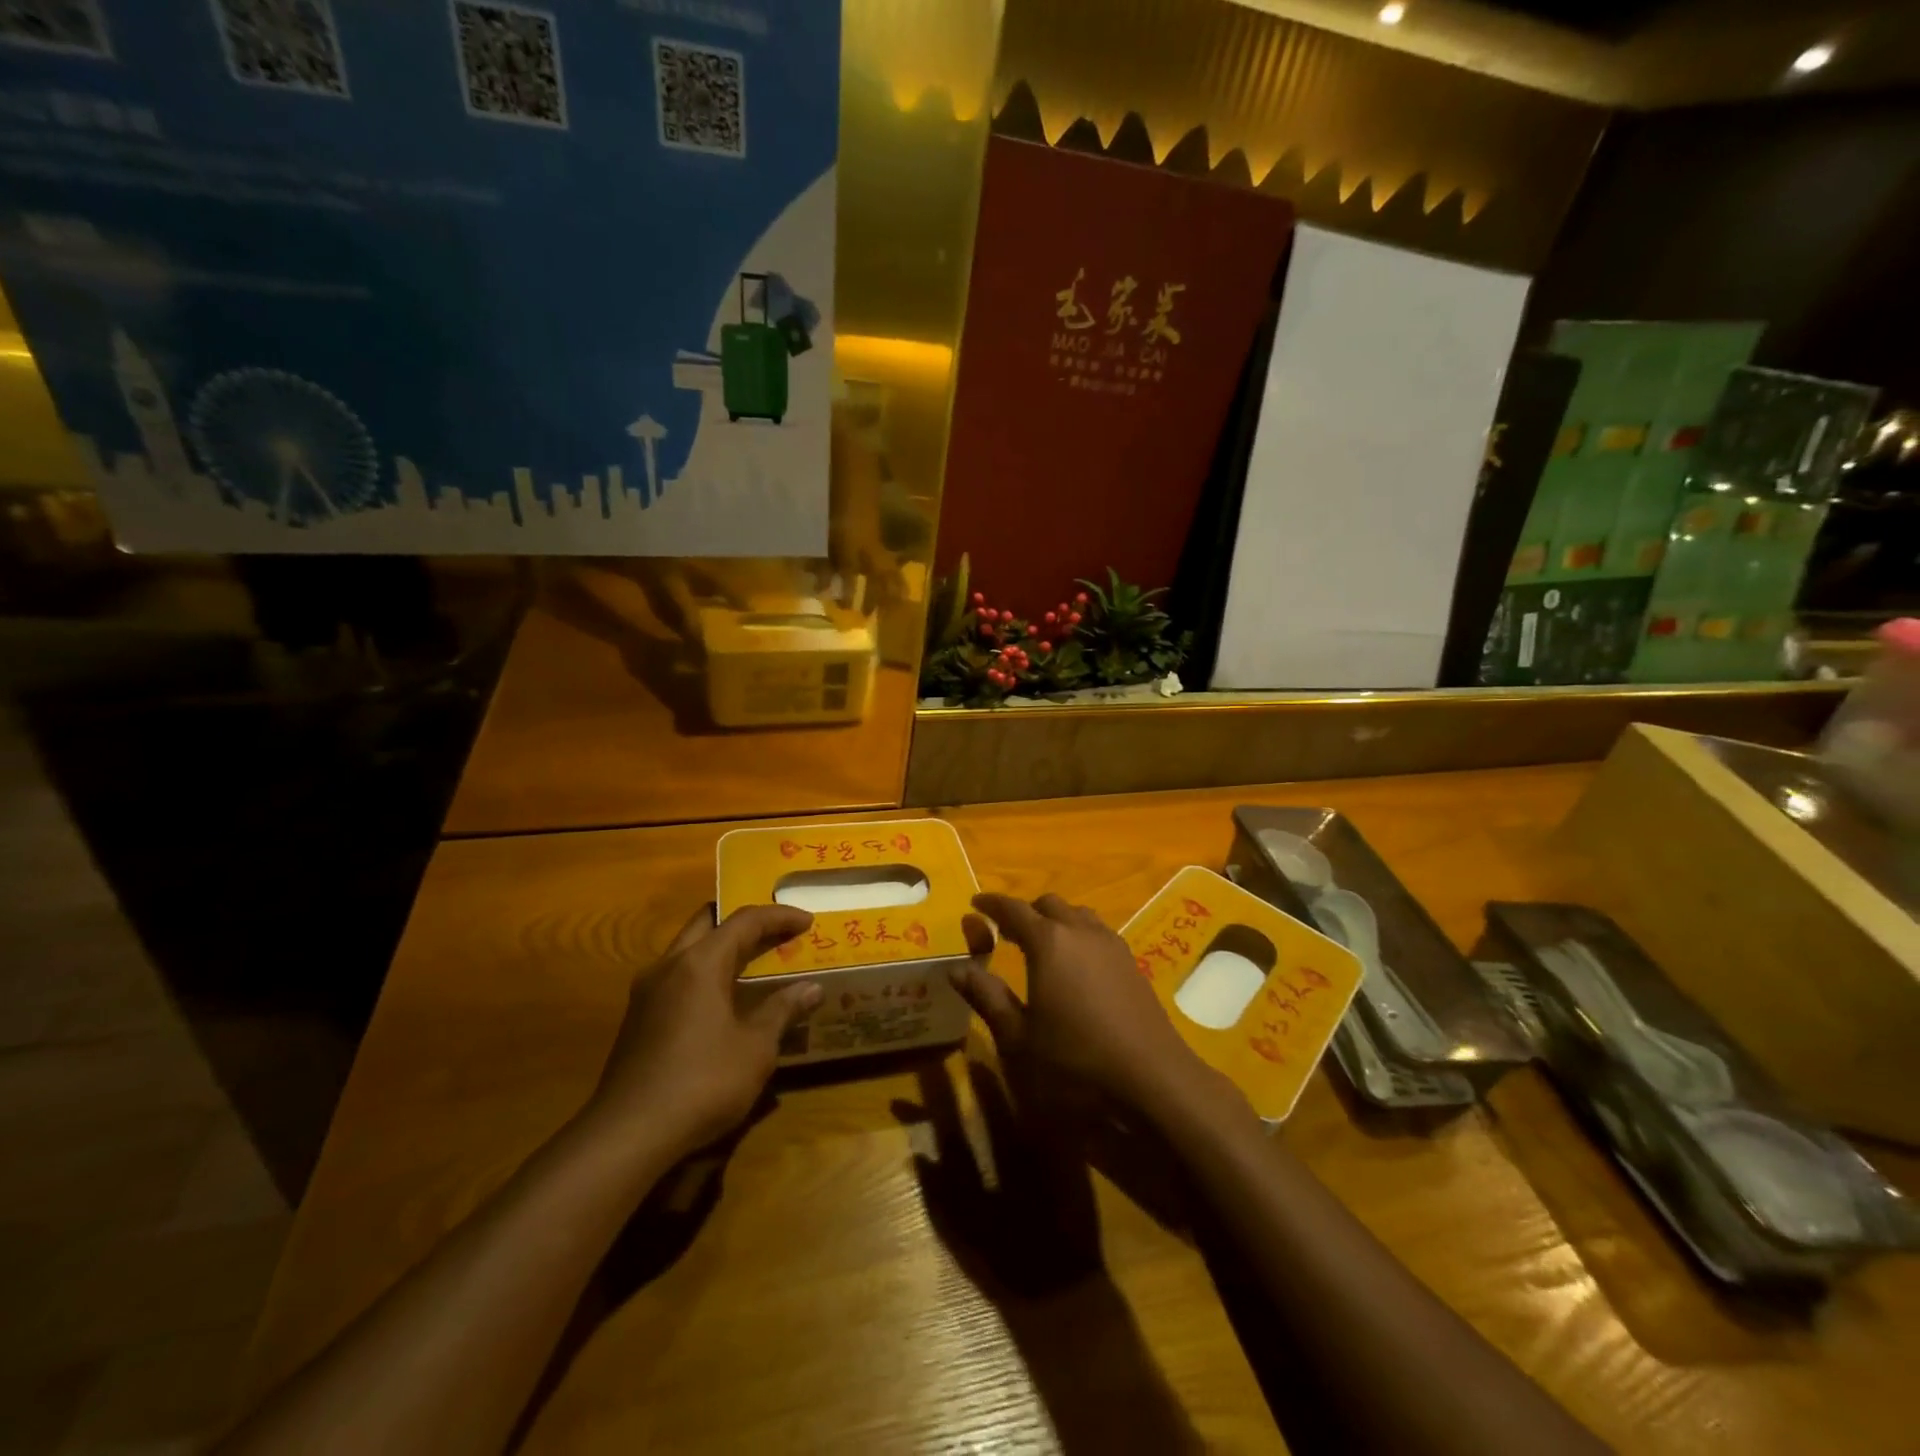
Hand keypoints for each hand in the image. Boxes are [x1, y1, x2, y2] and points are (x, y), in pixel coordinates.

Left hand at [584, 903, 820, 1159]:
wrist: (627, 1135)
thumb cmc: (702, 1083)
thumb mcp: (756, 1048)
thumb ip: (782, 1010)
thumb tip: (810, 988)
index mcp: (700, 963)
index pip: (745, 921)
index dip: (779, 916)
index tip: (807, 921)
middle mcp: (669, 965)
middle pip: (708, 922)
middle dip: (743, 923)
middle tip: (775, 934)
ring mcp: (647, 992)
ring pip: (688, 949)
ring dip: (721, 947)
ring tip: (753, 963)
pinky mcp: (637, 1018)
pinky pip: (677, 976)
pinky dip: (705, 973)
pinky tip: (722, 1000)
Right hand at [953, 893, 1225, 1115]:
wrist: (1153, 1079)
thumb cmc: (1075, 1061)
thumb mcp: (1018, 1037)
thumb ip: (986, 997)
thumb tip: (955, 969)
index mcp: (1048, 942)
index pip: (1013, 909)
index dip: (992, 904)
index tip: (975, 904)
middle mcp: (1080, 932)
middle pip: (1049, 904)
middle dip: (1025, 912)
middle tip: (1005, 932)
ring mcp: (1111, 945)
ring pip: (1078, 915)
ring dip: (1055, 921)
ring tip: (1041, 946)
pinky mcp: (1132, 962)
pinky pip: (1098, 932)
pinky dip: (1078, 935)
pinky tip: (1076, 967)